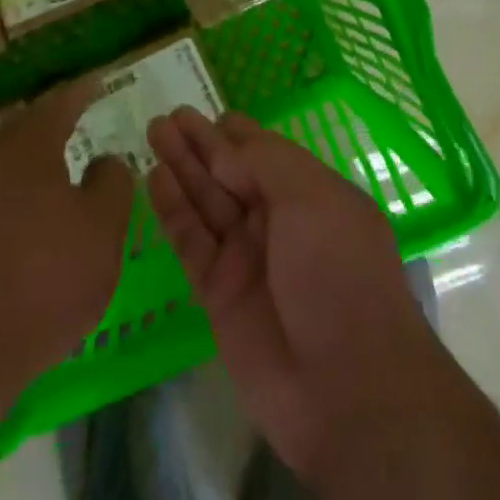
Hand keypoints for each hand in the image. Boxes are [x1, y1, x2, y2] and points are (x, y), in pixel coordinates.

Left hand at [0, 80, 134, 394]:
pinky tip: (30, 221)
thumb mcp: (102, 230)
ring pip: (5, 163)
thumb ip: (112, 184)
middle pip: (22, 127)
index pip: (60, 103)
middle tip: (73, 116)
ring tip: (57, 171)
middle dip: (49, 118)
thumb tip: (104, 161)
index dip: (81, 91)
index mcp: (30, 147)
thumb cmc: (43, 279)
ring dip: (31, 160)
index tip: (97, 81)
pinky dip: (16, 196)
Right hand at [145, 108, 451, 481]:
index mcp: (310, 195)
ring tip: (153, 132)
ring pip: (206, 201)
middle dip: (200, 144)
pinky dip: (173, 210)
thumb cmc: (338, 272)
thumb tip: (226, 147)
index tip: (205, 111)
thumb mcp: (312, 198)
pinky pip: (191, 242)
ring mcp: (247, 259)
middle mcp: (277, 222)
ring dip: (181, 167)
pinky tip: (155, 178)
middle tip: (166, 117)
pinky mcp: (219, 295)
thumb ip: (264, 162)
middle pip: (229, 172)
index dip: (234, 132)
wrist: (346, 388)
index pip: (264, 152)